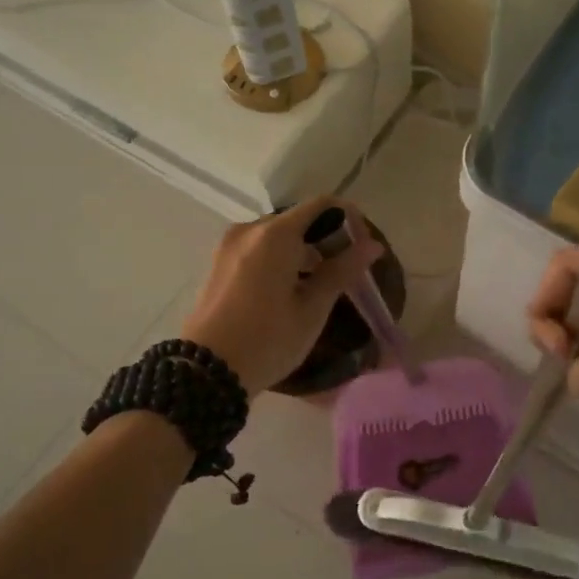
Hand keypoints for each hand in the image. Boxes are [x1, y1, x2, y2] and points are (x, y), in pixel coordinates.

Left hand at [180, 197, 380, 397]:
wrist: (206, 373)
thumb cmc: (267, 340)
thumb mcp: (312, 309)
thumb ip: (342, 271)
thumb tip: (372, 245)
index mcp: (275, 235)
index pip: (322, 205)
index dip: (349, 219)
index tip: (362, 247)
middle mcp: (250, 230)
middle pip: (298, 219)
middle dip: (326, 238)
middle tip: (345, 272)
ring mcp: (229, 246)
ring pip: (278, 235)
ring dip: (303, 251)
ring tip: (319, 286)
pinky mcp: (219, 263)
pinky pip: (258, 249)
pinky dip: (280, 259)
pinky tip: (290, 290)